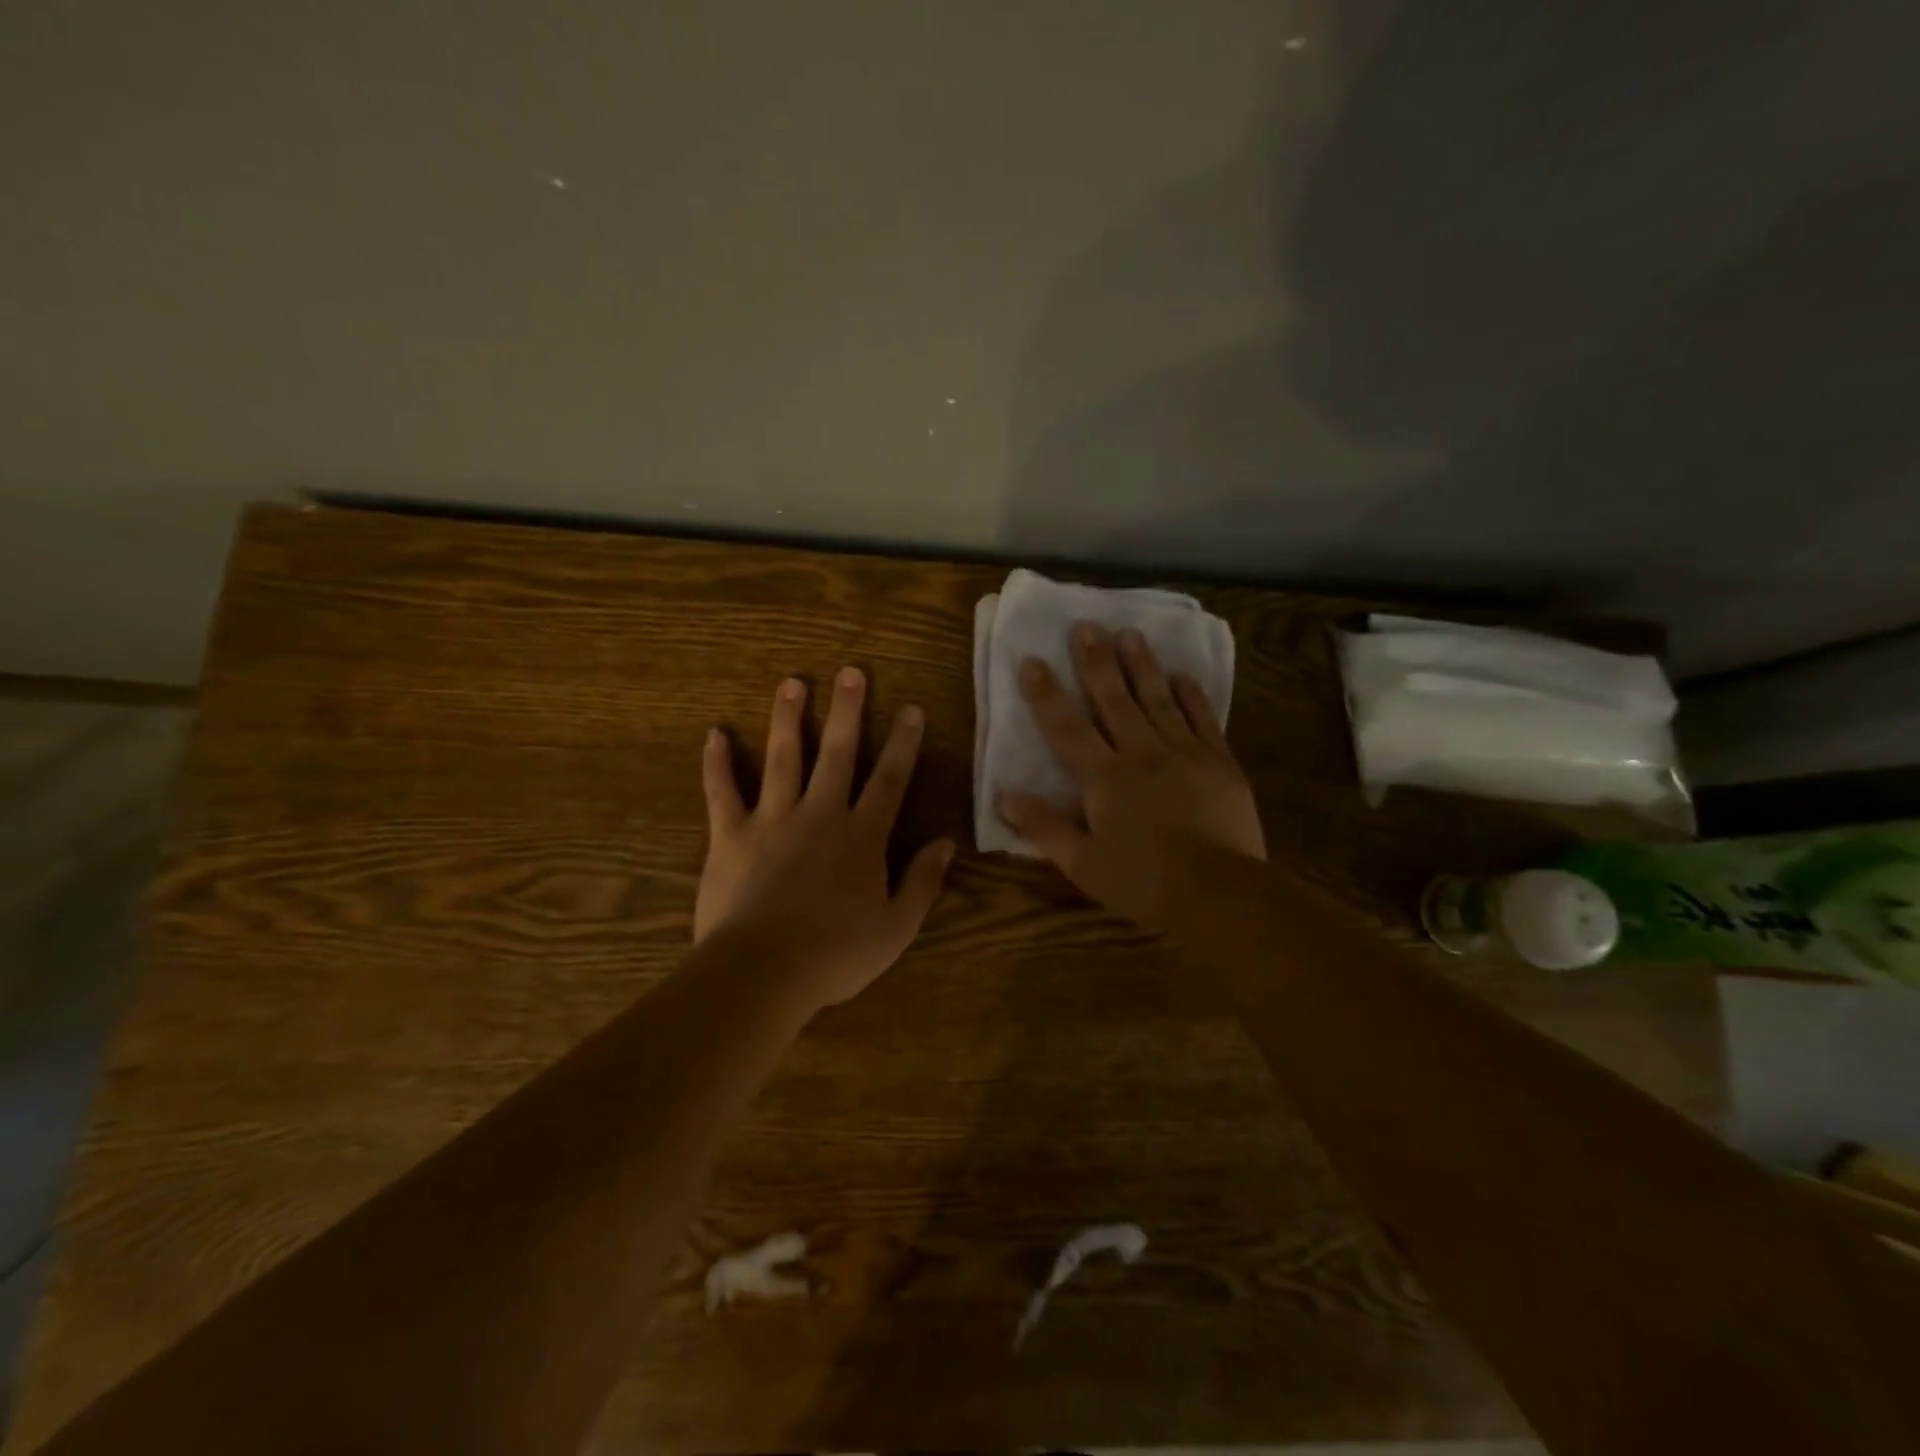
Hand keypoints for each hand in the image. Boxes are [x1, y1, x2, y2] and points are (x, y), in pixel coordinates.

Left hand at [697, 667, 954, 1011]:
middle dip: (848, 711)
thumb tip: (946, 843)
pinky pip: (722, 792)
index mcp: (861, 837)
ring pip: (783, 758)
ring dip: (788, 719)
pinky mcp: (730, 835)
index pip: (890, 780)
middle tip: (851, 672)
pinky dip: (717, 763)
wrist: (763, 971)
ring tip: (792, 683)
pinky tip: (714, 734)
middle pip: (838, 753)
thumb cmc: (835, 954)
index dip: (903, 744)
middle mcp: (819, 815)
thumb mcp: (896, 927)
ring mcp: (772, 820)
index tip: (911, 709)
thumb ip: (922, 882)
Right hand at [997, 623, 1264, 923]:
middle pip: (1114, 700)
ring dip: (1142, 665)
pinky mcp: (1219, 763)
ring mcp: (1185, 753)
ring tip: (1130, 633)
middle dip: (1096, 662)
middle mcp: (1142, 753)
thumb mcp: (1083, 863)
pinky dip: (1192, 696)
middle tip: (1086, 626)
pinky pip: (1203, 719)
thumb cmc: (1143, 881)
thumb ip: (1044, 826)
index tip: (1032, 661)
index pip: (1066, 728)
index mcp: (1105, 777)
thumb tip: (1003, 795)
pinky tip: (1184, 676)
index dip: (1046, 694)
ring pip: (1158, 699)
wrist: (1218, 892)